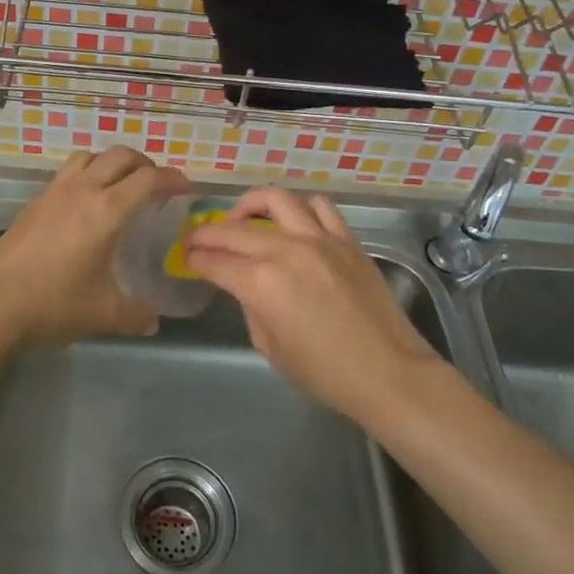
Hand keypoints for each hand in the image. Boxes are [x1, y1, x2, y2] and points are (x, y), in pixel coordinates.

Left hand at [0, 146, 189, 347]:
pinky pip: (67, 173)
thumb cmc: (55, 304)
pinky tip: (84, 206)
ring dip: (110, 162)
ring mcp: (54, 192)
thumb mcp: (104, 314)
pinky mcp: (34, 202)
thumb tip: (153, 321)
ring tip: (119, 186)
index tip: (184, 187)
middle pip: (119, 155)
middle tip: (154, 184)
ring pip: (89, 156)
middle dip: (143, 163)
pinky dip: (85, 175)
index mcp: (107, 210)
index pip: (148, 178)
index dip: (171, 178)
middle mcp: (82, 190)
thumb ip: (136, 315)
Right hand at [182, 188, 440, 418]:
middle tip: (197, 239)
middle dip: (208, 233)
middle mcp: (286, 250)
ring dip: (251, 205)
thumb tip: (247, 287)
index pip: (215, 261)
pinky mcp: (346, 240)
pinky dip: (299, 208)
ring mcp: (319, 239)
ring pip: (276, 200)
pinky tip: (292, 221)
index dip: (195, 258)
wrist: (388, 372)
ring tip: (243, 218)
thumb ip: (252, 308)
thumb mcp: (270, 348)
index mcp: (261, 283)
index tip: (186, 258)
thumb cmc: (325, 373)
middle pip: (234, 229)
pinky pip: (320, 207)